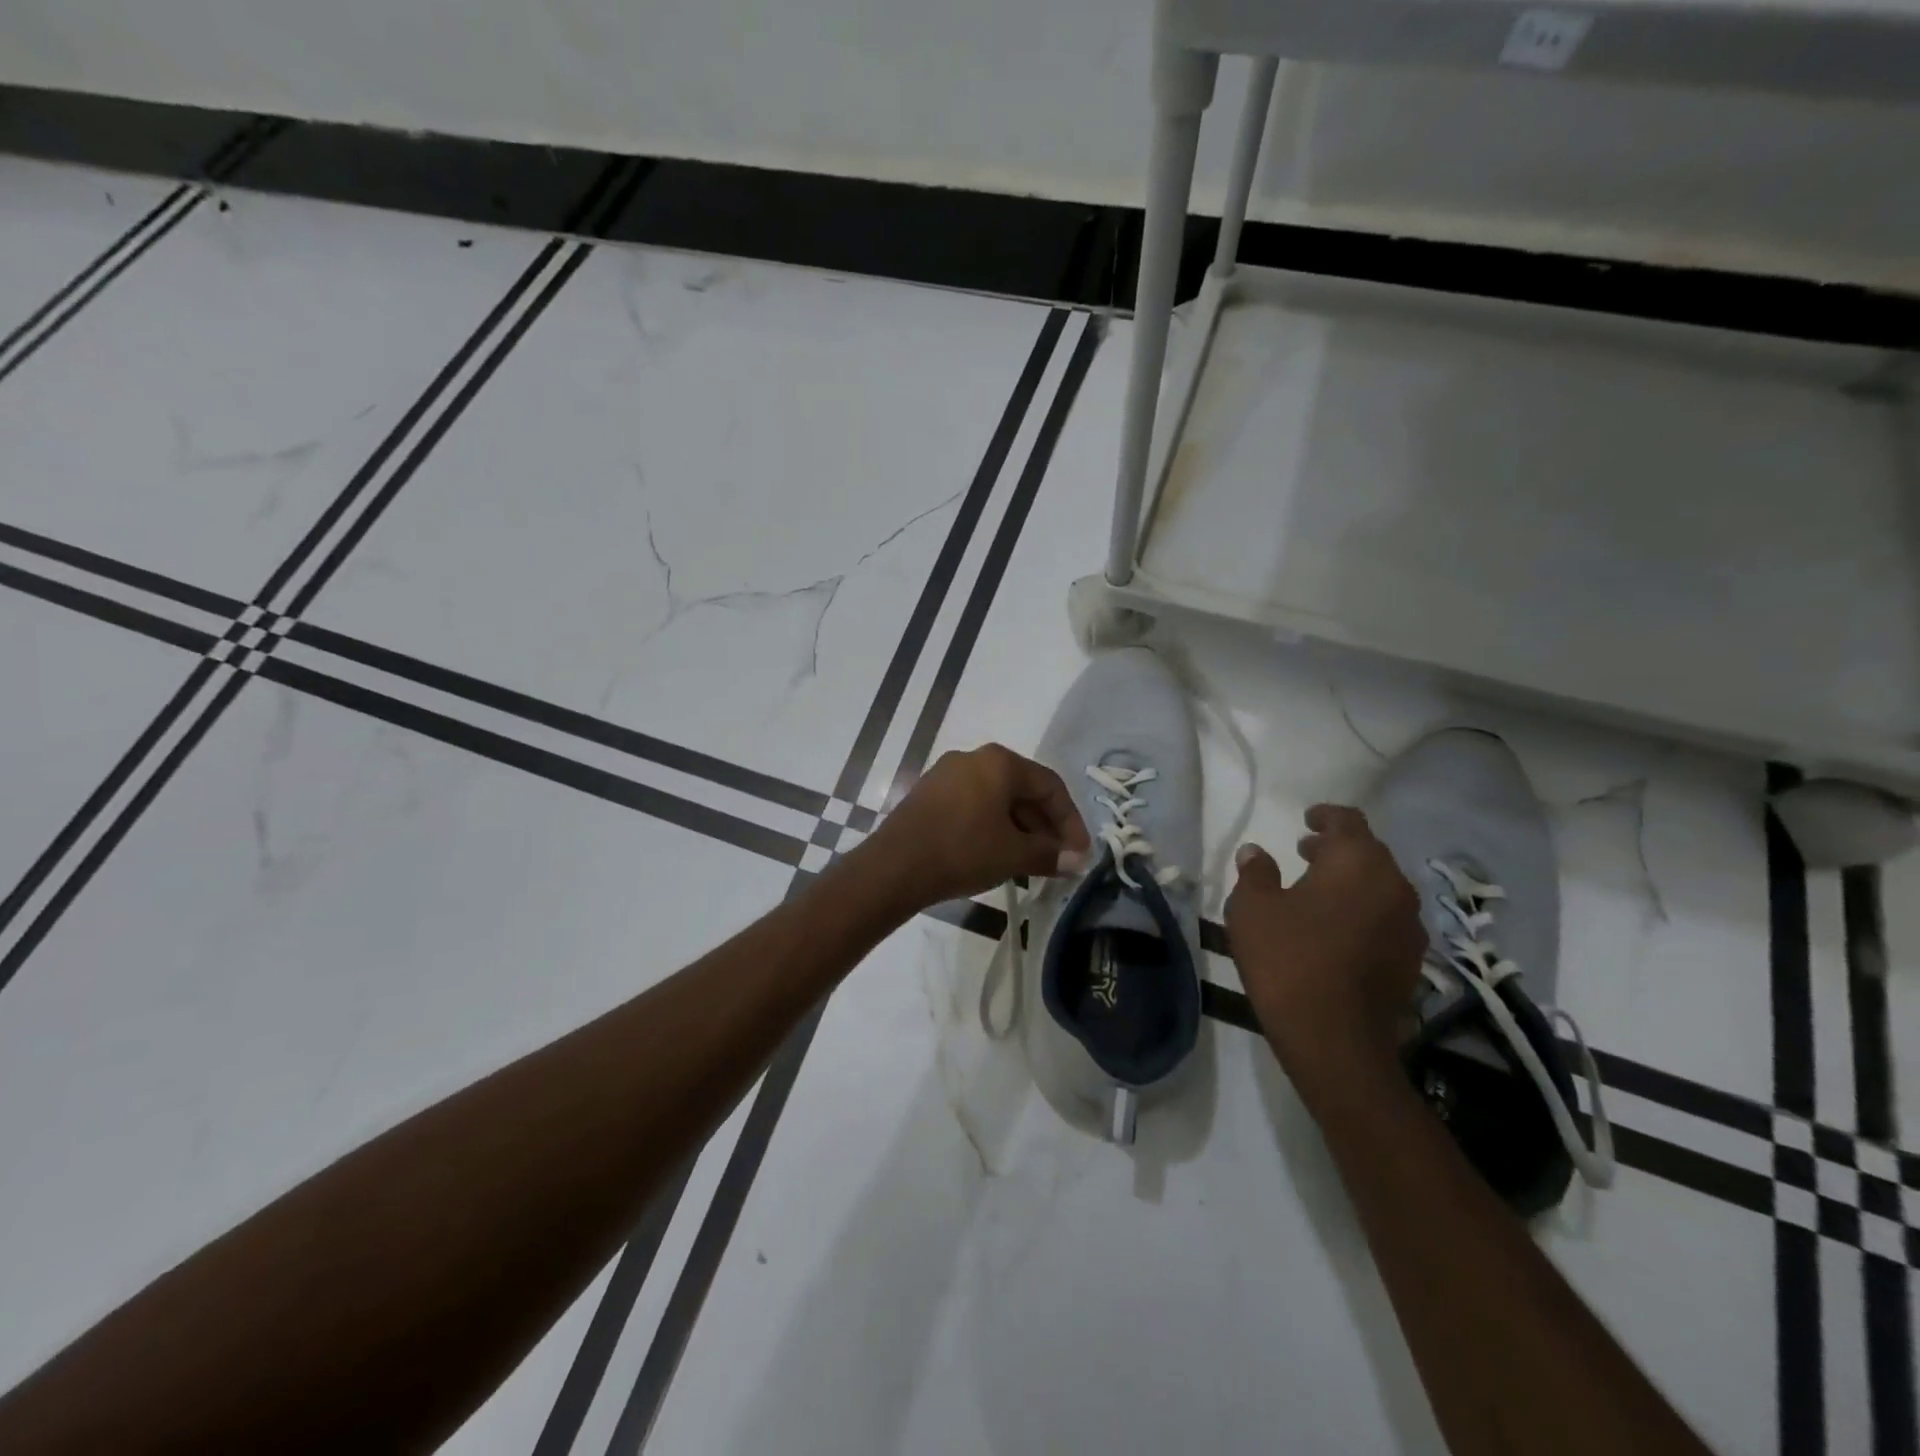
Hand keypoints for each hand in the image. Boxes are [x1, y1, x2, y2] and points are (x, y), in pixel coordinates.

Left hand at [862, 744, 1090, 909]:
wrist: (894, 867)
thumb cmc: (962, 851)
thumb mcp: (1013, 855)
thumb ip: (1049, 854)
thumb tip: (1077, 861)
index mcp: (1000, 762)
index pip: (1050, 786)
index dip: (1071, 821)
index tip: (1079, 854)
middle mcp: (974, 758)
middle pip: (1023, 790)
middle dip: (1045, 826)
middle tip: (1058, 860)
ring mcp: (947, 774)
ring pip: (997, 799)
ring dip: (1020, 829)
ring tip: (1031, 863)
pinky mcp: (929, 794)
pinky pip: (973, 805)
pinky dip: (993, 827)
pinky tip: (998, 855)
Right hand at [1225, 804, 1426, 1095]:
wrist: (1334, 1038)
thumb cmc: (1287, 959)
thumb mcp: (1252, 908)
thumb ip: (1254, 872)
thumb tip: (1256, 853)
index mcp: (1357, 862)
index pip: (1348, 821)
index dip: (1326, 816)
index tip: (1306, 819)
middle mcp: (1393, 885)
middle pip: (1368, 853)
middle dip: (1337, 849)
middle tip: (1305, 853)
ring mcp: (1409, 925)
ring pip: (1380, 887)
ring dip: (1351, 882)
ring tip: (1318, 891)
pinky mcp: (1411, 960)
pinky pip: (1385, 919)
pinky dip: (1362, 912)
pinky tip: (1336, 930)